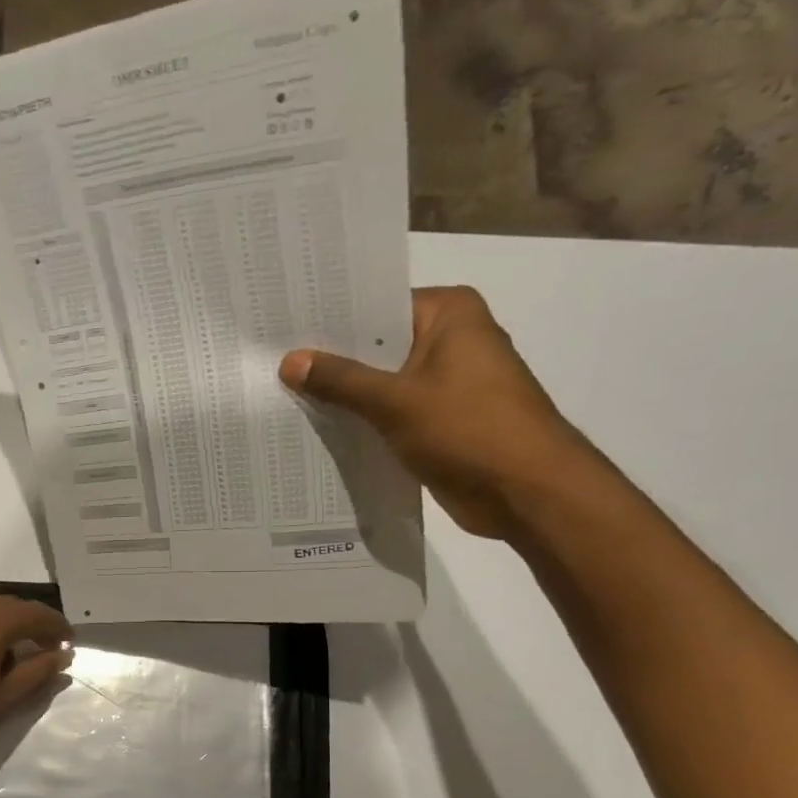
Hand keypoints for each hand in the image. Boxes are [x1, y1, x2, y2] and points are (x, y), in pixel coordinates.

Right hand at [280, 286, 597, 539]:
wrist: (525, 491)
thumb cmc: (467, 430)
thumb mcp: (395, 401)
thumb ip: (341, 381)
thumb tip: (289, 361)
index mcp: (449, 314)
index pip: (377, 306)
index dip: (330, 321)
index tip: (283, 330)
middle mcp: (450, 339)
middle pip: (377, 346)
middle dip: (331, 362)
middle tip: (273, 365)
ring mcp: (447, 383)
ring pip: (382, 383)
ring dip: (345, 396)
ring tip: (284, 397)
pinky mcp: (441, 421)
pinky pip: (391, 413)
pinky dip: (364, 422)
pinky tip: (320, 430)